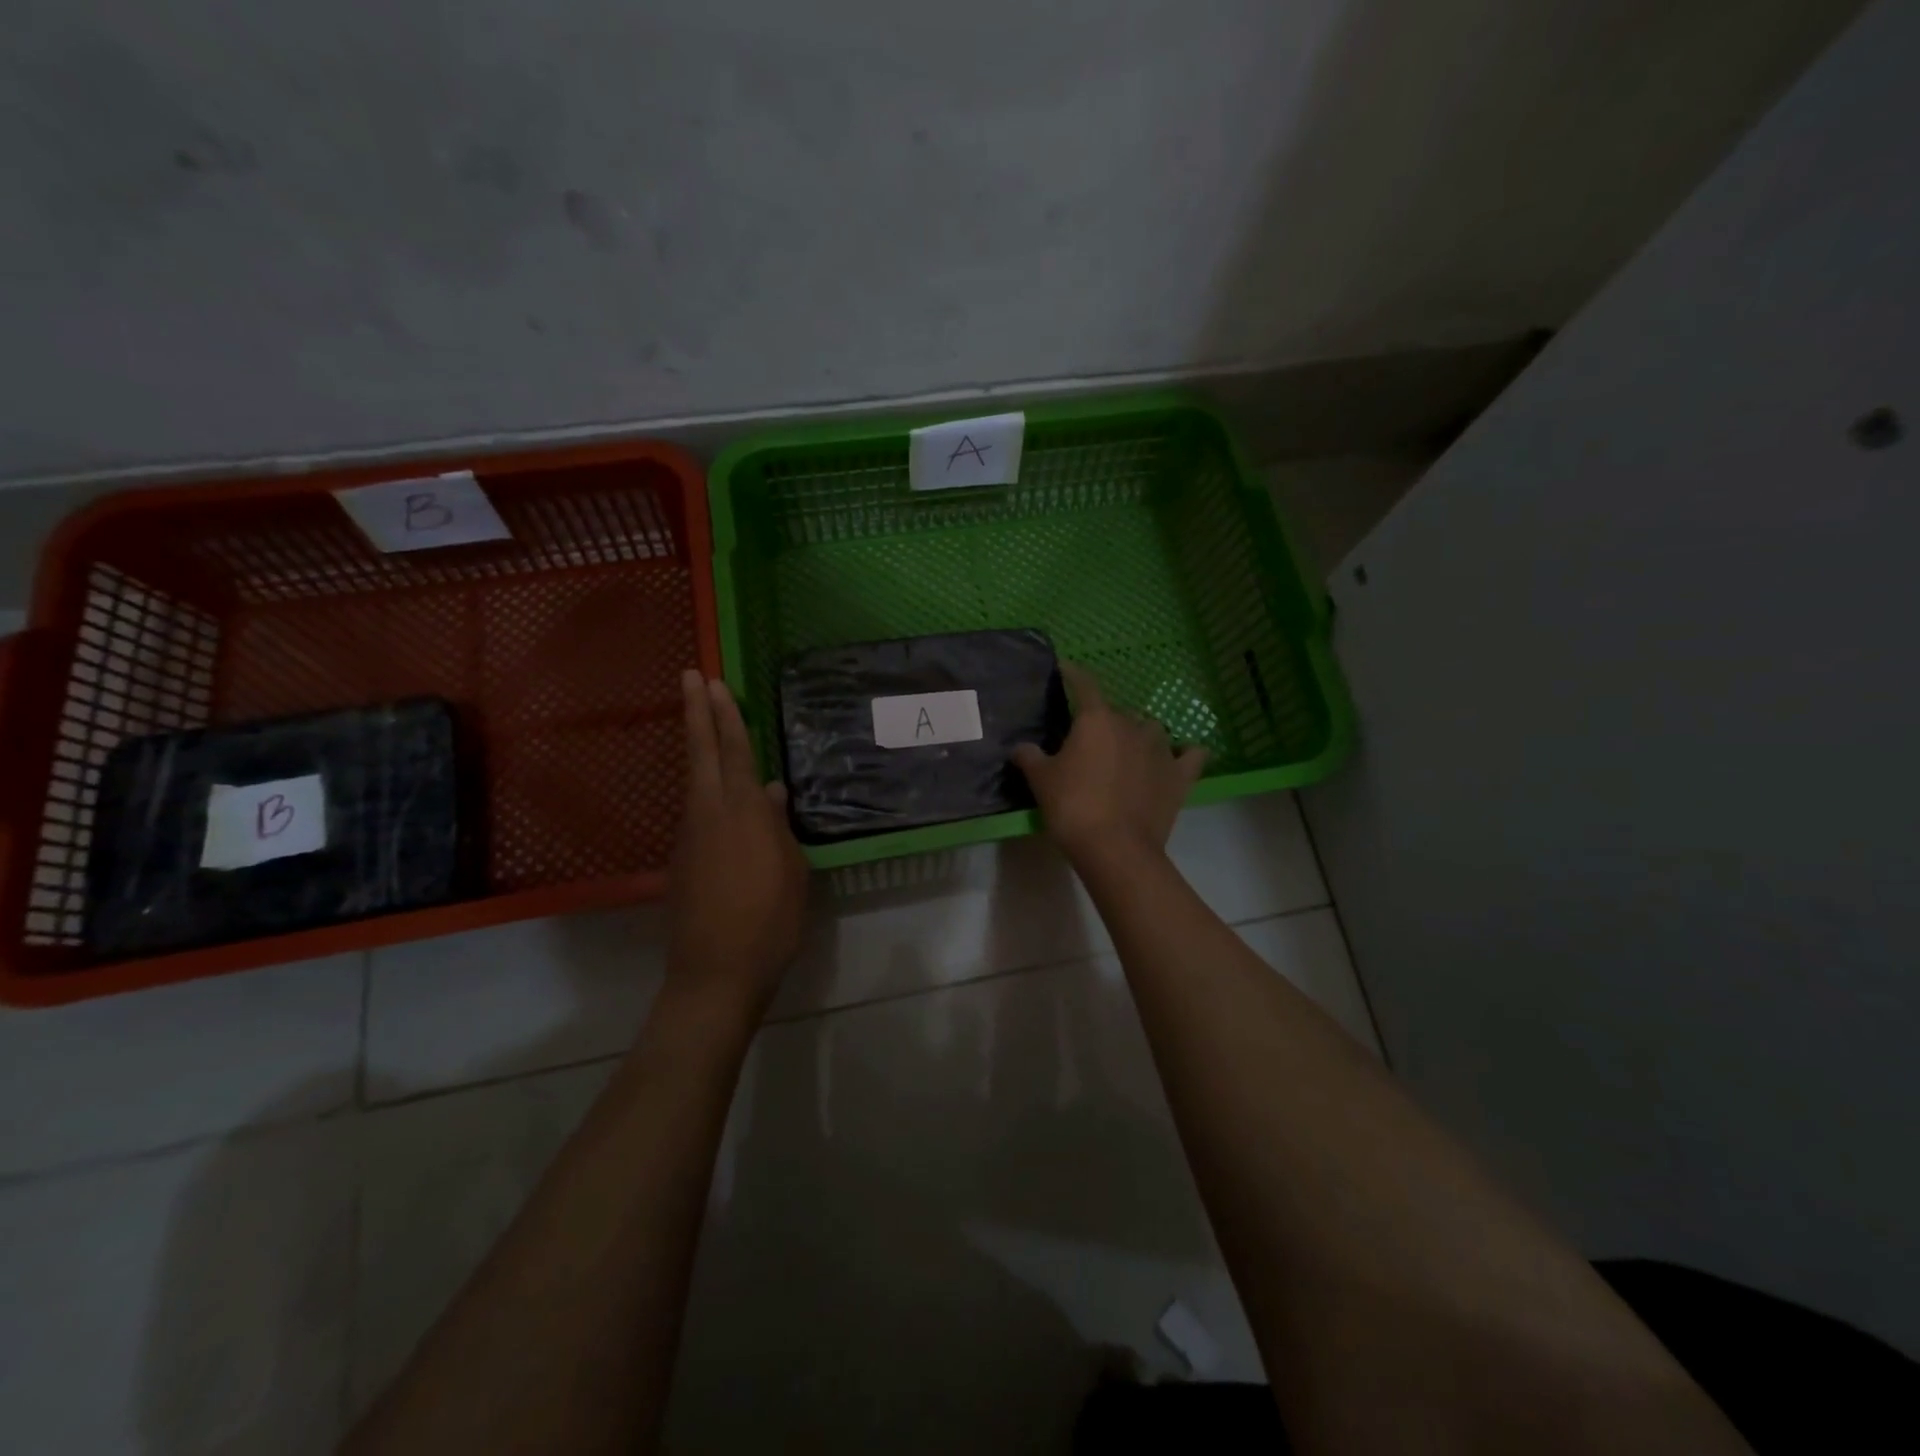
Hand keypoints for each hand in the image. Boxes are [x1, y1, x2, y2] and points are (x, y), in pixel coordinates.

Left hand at [668, 670, 808, 1012]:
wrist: (716, 973)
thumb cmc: (770, 921)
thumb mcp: (792, 872)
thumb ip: (780, 828)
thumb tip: (773, 793)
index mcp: (744, 813)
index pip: (735, 752)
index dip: (725, 715)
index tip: (714, 682)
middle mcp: (711, 814)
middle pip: (701, 753)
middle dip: (696, 712)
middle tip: (690, 675)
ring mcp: (691, 836)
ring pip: (694, 779)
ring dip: (697, 745)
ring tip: (702, 719)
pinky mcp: (683, 859)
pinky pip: (696, 808)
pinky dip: (703, 785)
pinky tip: (718, 791)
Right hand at [1011, 661, 1207, 864]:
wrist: (1115, 847)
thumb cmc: (1072, 806)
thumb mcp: (1040, 781)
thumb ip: (1029, 757)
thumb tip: (1022, 748)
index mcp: (1096, 720)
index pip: (1084, 685)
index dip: (1074, 674)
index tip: (1066, 669)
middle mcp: (1131, 725)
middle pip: (1117, 712)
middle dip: (1103, 720)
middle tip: (1088, 741)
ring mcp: (1161, 750)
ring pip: (1151, 729)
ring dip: (1139, 734)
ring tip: (1127, 750)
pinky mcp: (1180, 776)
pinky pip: (1190, 754)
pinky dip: (1184, 753)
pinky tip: (1179, 756)